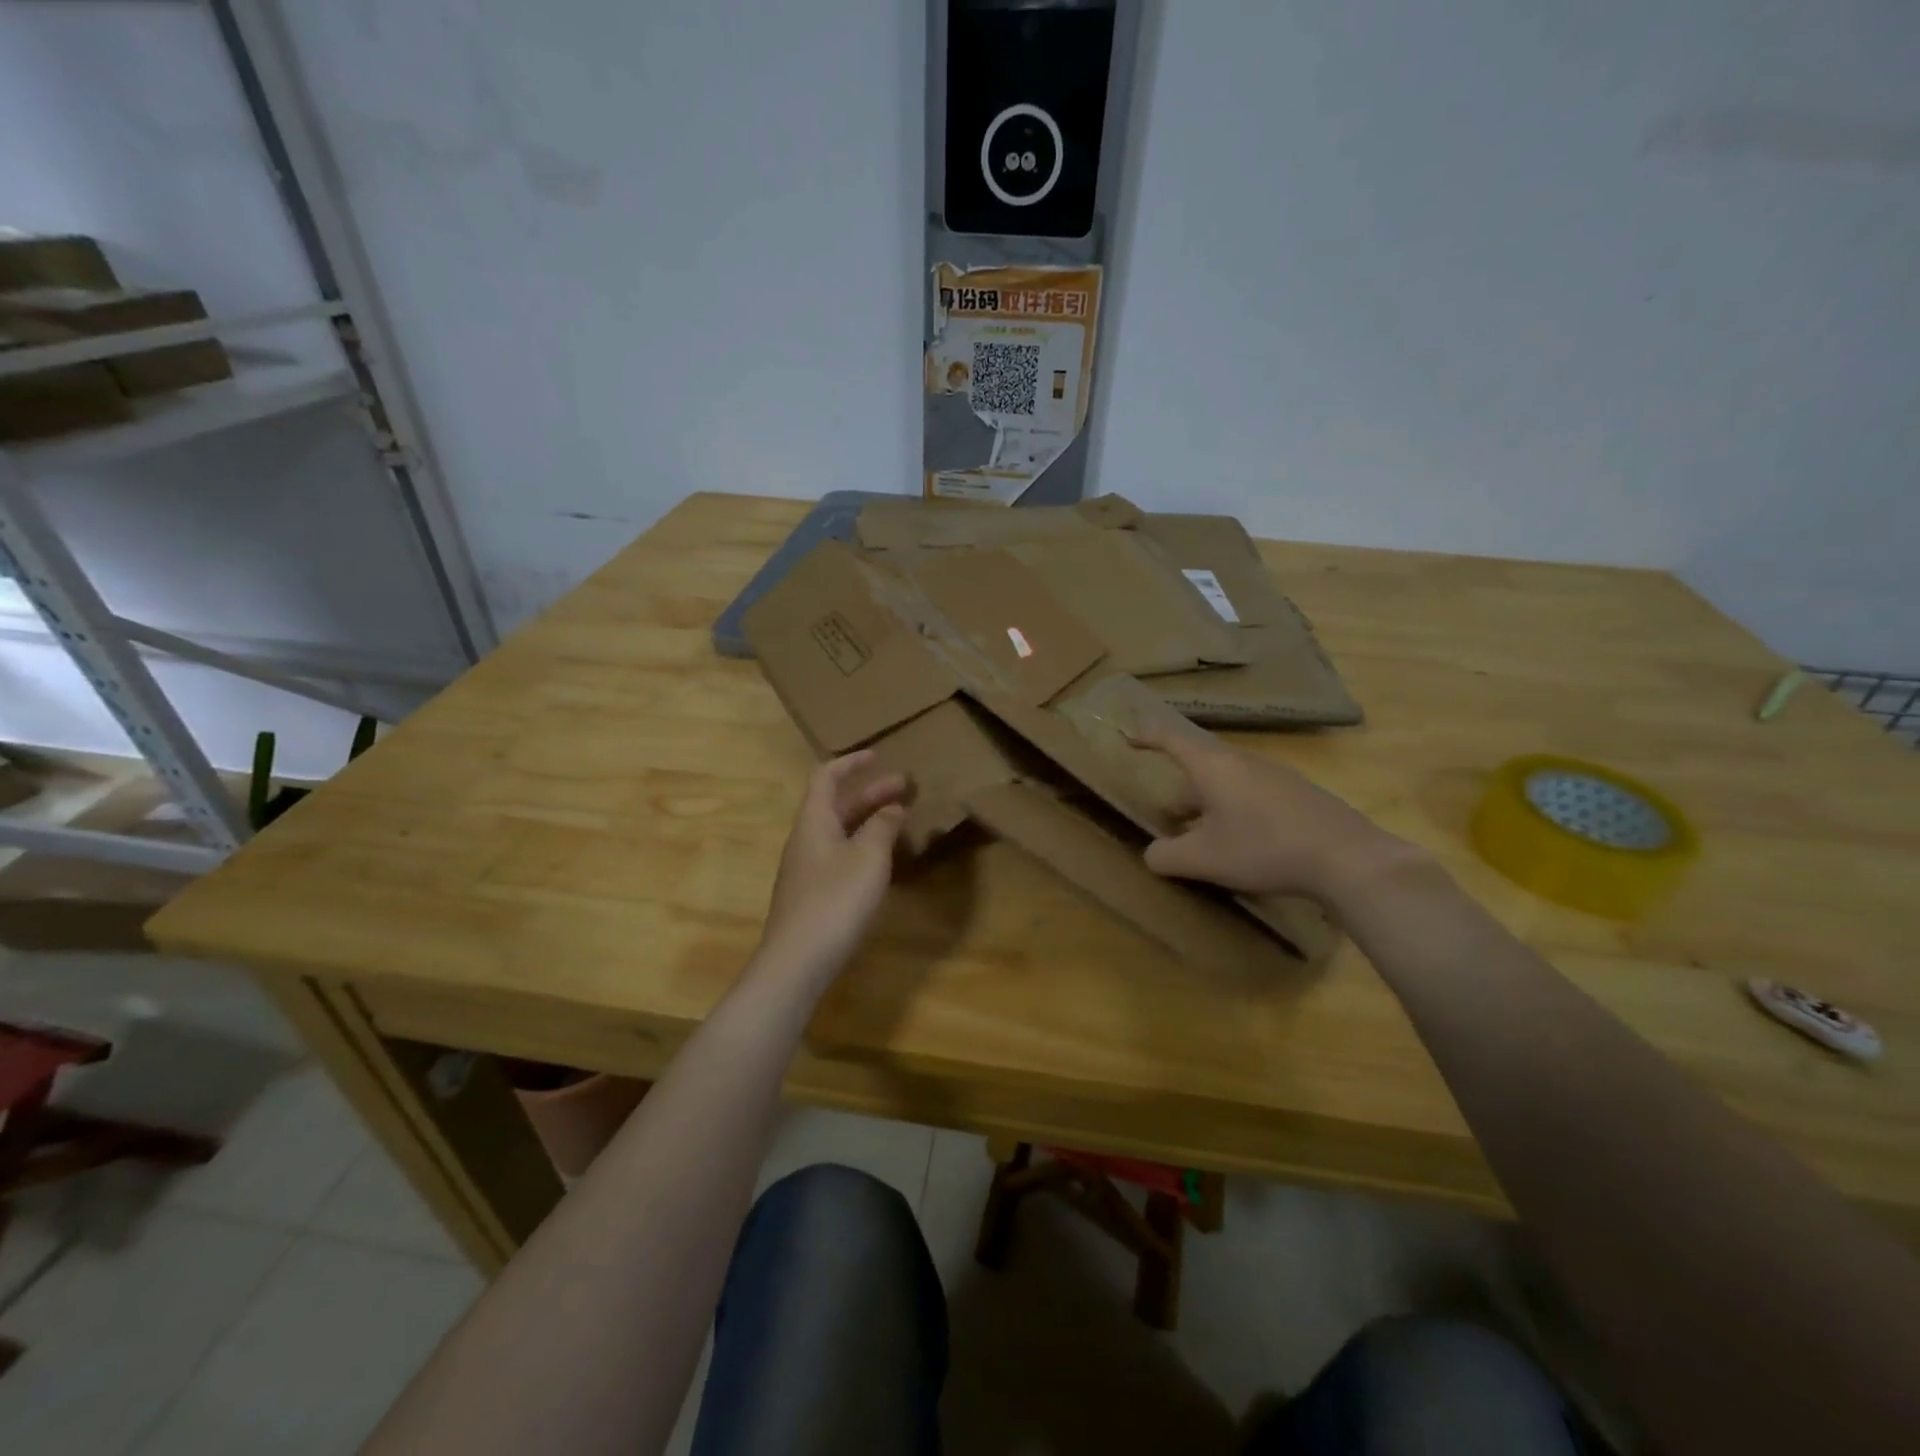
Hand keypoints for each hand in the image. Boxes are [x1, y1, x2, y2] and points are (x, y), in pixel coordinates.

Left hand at [757, 751, 909, 979]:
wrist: (797, 962)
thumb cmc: (835, 900)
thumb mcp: (868, 858)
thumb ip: (882, 827)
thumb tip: (892, 807)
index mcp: (814, 821)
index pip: (827, 777)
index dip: (851, 762)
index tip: (879, 755)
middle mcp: (806, 839)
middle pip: (837, 805)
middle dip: (871, 793)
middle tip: (907, 788)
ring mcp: (807, 869)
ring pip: (840, 832)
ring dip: (870, 821)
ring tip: (902, 821)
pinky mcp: (813, 895)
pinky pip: (840, 855)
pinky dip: (864, 846)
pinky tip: (884, 861)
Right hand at [1133, 727, 1422, 905]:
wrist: (1346, 858)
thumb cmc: (1263, 849)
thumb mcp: (1203, 860)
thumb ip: (1165, 856)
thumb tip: (1153, 854)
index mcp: (1214, 767)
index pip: (1173, 740)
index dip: (1149, 737)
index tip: (1131, 738)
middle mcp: (1244, 762)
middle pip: (1202, 766)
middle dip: (1182, 790)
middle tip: (1171, 818)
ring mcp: (1276, 776)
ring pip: (1229, 782)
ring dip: (1210, 804)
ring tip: (1206, 837)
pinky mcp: (1300, 795)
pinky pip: (1254, 794)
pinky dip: (1237, 810)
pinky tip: (1246, 844)